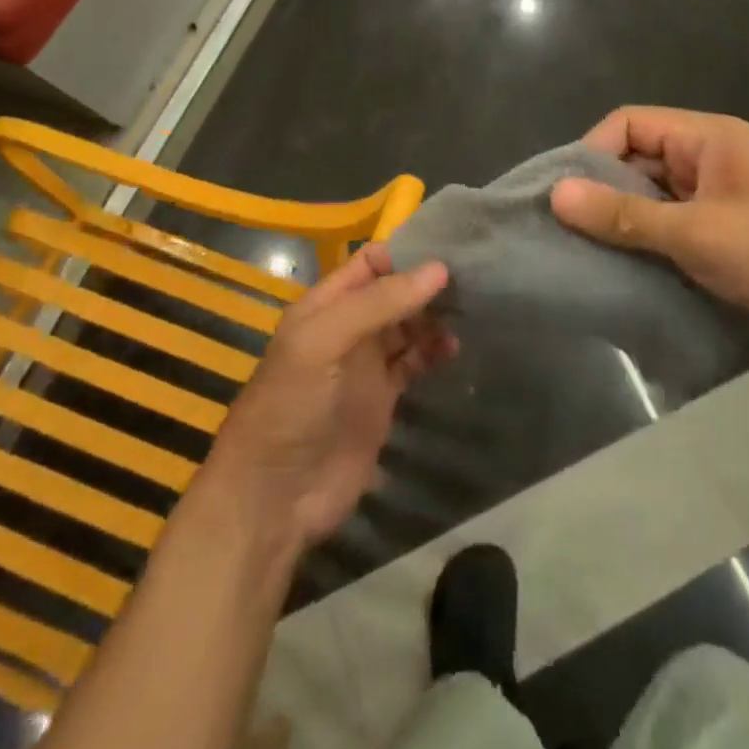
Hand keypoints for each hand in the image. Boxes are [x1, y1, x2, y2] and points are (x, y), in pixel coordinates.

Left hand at [202, 244, 455, 550]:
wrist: (276, 496)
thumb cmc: (292, 405)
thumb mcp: (323, 342)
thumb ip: (378, 303)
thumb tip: (438, 269)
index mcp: (324, 305)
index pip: (369, 263)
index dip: (404, 255)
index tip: (448, 251)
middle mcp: (347, 328)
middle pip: (393, 293)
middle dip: (426, 284)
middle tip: (473, 278)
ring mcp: (364, 364)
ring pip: (407, 326)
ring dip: (434, 317)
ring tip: (469, 311)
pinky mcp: (382, 399)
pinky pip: (413, 363)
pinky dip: (433, 352)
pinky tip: (453, 348)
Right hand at [549, 106, 748, 362]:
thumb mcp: (697, 234)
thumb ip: (624, 215)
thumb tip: (556, 195)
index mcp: (708, 137)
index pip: (629, 123)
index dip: (592, 152)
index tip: (566, 196)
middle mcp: (711, 157)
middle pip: (638, 158)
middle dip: (603, 190)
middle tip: (568, 230)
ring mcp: (720, 195)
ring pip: (653, 195)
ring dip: (624, 220)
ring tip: (588, 252)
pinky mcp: (727, 231)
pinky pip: (672, 224)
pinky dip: (648, 240)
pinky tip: (626, 268)